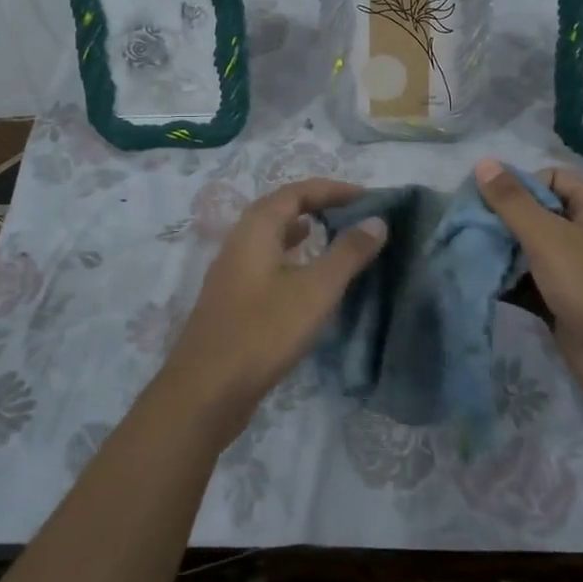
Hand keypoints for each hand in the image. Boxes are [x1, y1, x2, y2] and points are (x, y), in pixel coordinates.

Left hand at [157, 178, 386, 438]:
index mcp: (255, 229)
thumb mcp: (316, 290)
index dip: (332, 189)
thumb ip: (348, 253)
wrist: (206, 392)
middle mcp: (239, 243)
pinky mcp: (233, 301)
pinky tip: (307, 278)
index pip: (296, 192)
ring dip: (302, 230)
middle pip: (280, 209)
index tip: (366, 197)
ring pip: (271, 237)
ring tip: (333, 235)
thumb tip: (377, 220)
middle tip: (353, 213)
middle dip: (317, 205)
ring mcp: (232, 273)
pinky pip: (267, 262)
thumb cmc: (264, 332)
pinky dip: (292, 257)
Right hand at [475, 159, 582, 411]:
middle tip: (465, 230)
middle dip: (500, 222)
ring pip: (529, 247)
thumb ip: (512, 201)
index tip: (481, 207)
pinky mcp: (564, 296)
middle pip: (535, 212)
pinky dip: (507, 279)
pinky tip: (477, 280)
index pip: (547, 179)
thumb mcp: (548, 237)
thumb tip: (482, 162)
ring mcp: (577, 265)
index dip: (515, 189)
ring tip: (464, 253)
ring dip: (500, 252)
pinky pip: (529, 278)